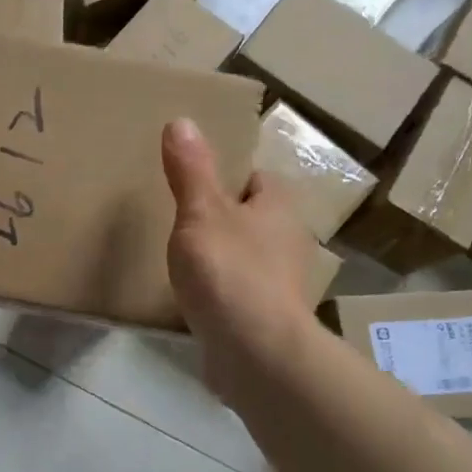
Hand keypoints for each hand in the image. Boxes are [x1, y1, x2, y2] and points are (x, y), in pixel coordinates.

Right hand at [162, 118, 321, 404]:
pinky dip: (222, 292)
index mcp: (279, 207)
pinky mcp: (269, 318)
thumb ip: (191, 170)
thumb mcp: (200, 212)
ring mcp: (282, 283)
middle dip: (224, 219)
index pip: (257, 178)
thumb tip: (182, 120)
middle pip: (253, 218)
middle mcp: (290, 240)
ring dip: (223, 257)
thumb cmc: (229, 271)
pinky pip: (242, 292)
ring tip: (184, 261)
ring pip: (249, 256)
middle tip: (182, 222)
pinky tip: (196, 299)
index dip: (228, 177)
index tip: (194, 185)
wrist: (255, 351)